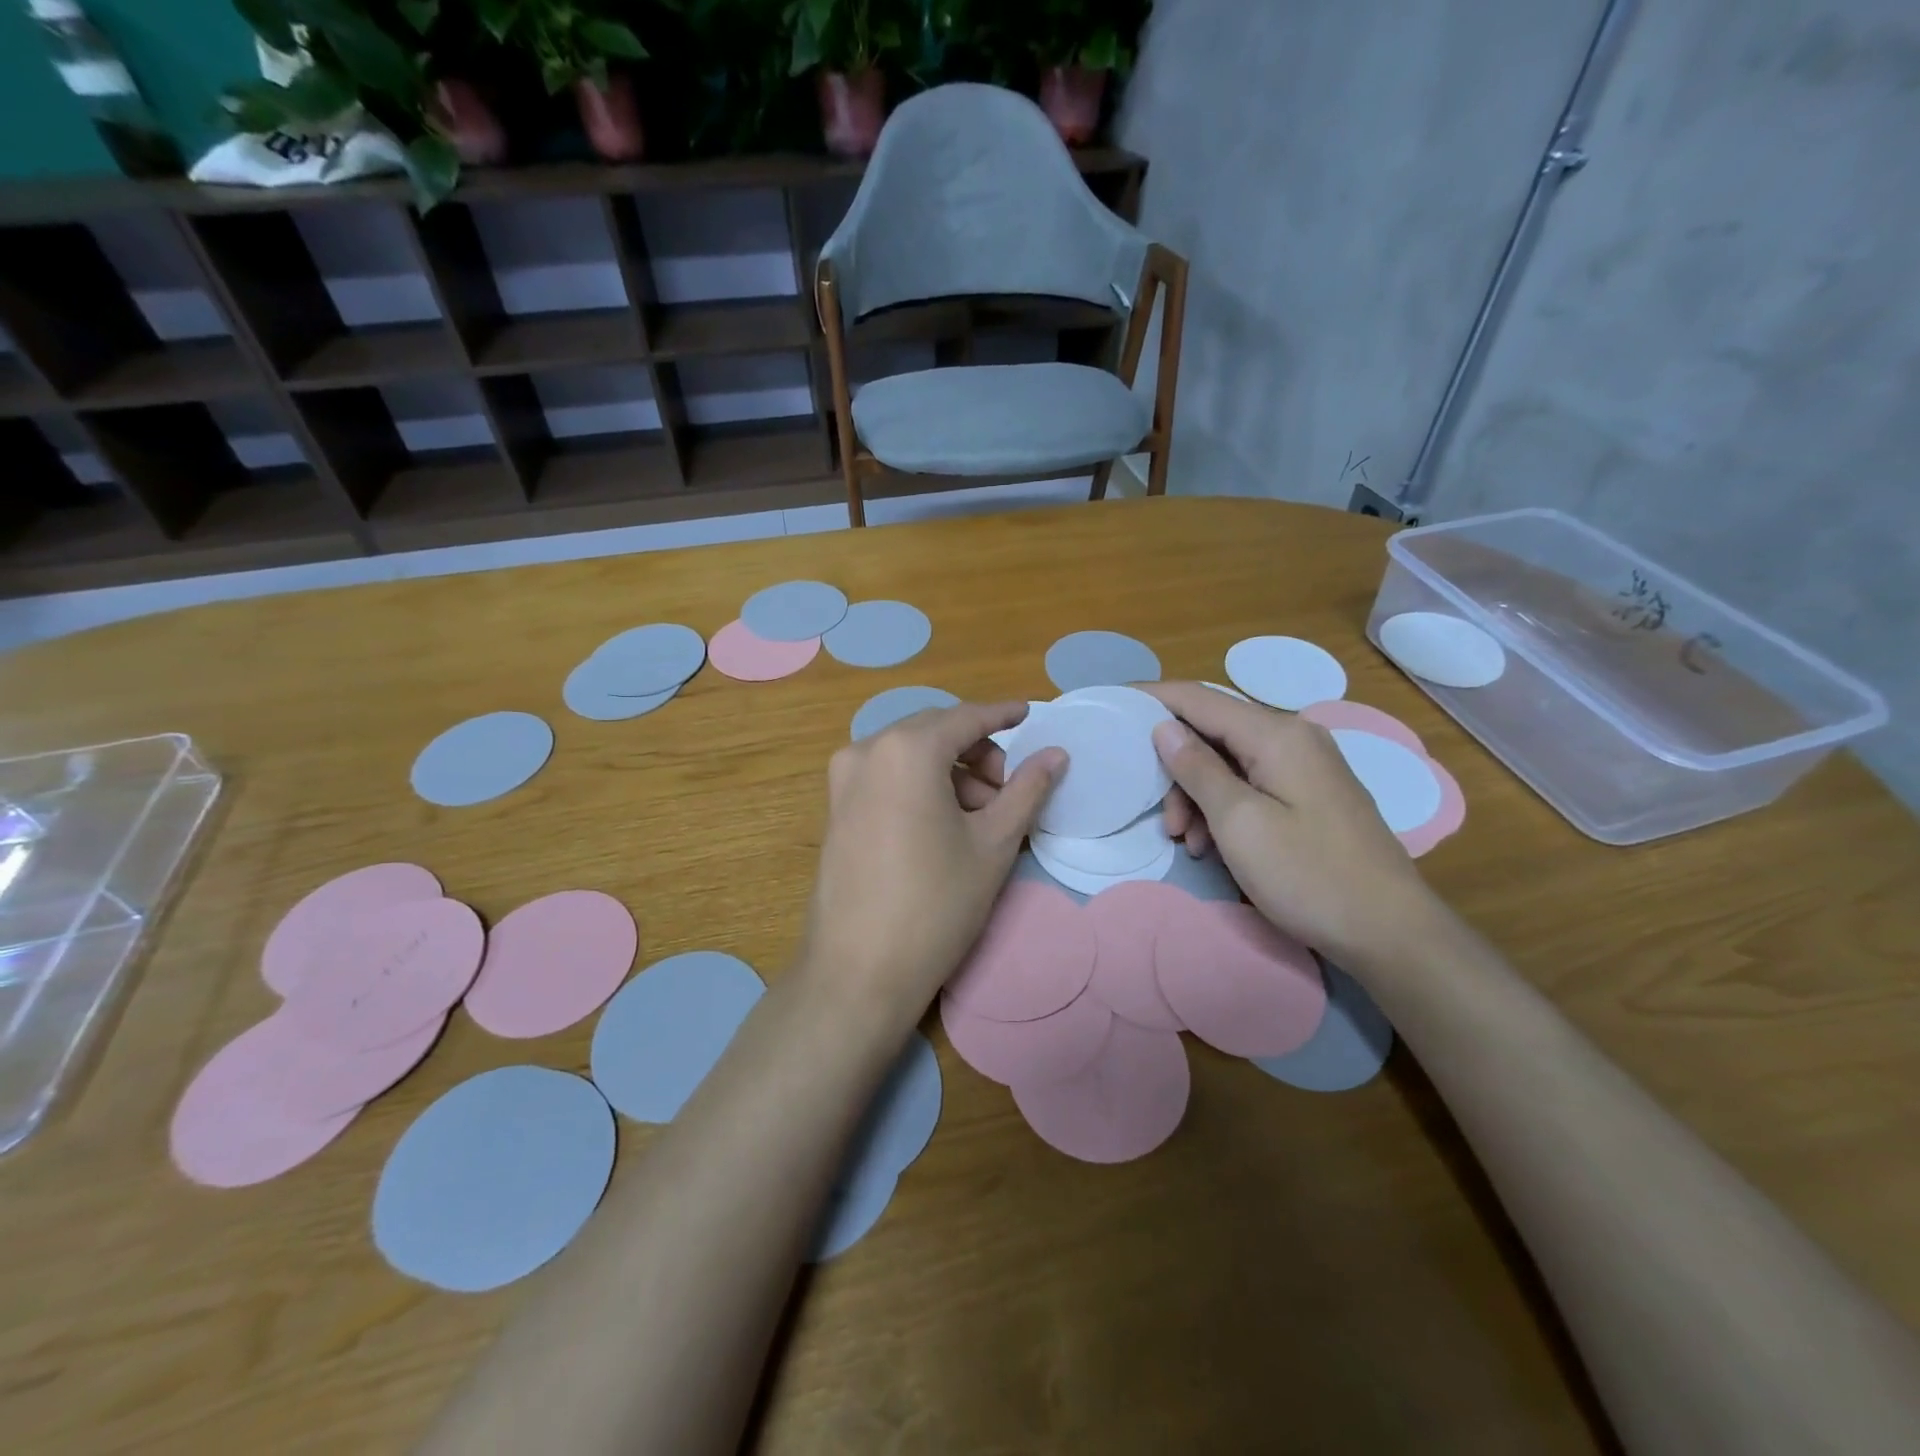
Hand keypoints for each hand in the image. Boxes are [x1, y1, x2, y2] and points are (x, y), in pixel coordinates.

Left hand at [797, 701, 1064, 1029]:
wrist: (858, 970)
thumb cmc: (936, 903)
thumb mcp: (993, 843)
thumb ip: (1027, 789)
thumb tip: (1056, 754)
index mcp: (907, 749)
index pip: (966, 718)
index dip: (1002, 714)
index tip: (1031, 713)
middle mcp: (867, 750)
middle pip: (935, 733)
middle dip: (978, 752)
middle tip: (1009, 790)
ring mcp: (843, 779)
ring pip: (910, 755)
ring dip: (951, 772)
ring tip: (982, 817)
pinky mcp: (835, 808)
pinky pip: (887, 777)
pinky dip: (921, 785)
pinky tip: (945, 825)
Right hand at [1144, 682, 1445, 969]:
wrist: (1389, 930)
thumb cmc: (1307, 874)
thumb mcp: (1239, 822)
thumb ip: (1197, 769)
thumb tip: (1164, 726)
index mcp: (1276, 734)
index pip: (1199, 698)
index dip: (1153, 698)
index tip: (1112, 704)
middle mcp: (1293, 737)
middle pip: (1213, 733)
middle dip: (1176, 770)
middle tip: (1163, 821)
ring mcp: (1305, 766)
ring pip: (1229, 764)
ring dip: (1198, 797)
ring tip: (1188, 843)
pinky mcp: (1310, 794)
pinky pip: (1251, 785)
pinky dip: (1224, 809)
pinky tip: (1213, 846)